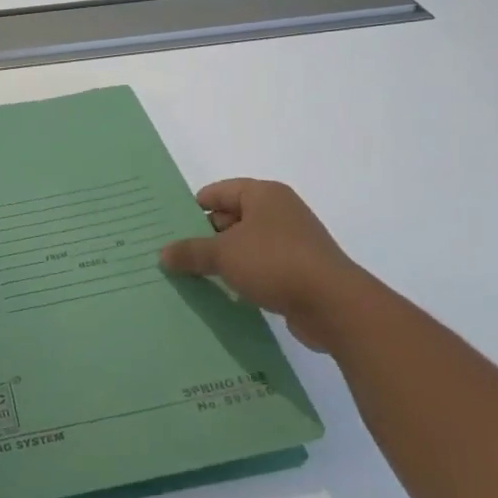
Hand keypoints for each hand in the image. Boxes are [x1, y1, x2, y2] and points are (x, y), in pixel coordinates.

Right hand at [159, 178, 364, 352]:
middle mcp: (279, 212)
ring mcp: (292, 242)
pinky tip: (223, 292)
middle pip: (230, 218)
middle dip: (204, 237)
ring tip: (191, 276)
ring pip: (245, 245)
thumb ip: (190, 252)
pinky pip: (260, 267)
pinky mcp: (299, 271)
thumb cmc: (275, 263)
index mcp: (263, 194)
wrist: (334, 305)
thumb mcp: (223, 254)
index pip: (217, 192)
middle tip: (174, 256)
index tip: (168, 228)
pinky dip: (242, 276)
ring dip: (223, 260)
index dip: (191, 209)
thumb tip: (163, 253)